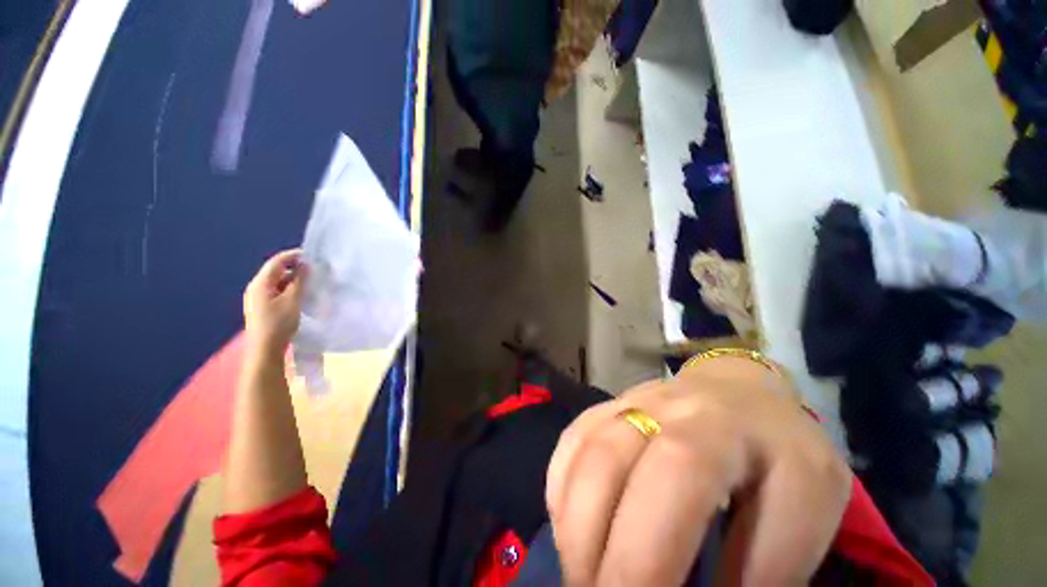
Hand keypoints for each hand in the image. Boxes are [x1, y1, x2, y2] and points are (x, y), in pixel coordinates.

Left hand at [243, 249, 306, 356]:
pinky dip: (289, 289)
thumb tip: (305, 265)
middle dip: (295, 268)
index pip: (277, 262)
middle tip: (315, 270)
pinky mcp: (262, 307)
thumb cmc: (279, 323)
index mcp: (260, 283)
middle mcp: (256, 287)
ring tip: (311, 282)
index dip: (293, 255)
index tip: (312, 255)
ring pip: (277, 282)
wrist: (265, 349)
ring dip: (293, 279)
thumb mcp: (293, 300)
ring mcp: (258, 298)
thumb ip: (299, 281)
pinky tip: (301, 295)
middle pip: (276, 271)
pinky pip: (277, 291)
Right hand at [546, 357, 850, 585]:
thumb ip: (772, 562)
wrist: (734, 387)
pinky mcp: (604, 408)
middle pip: (610, 462)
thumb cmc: (777, 446)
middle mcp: (659, 406)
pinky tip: (572, 530)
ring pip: (583, 452)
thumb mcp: (810, 502)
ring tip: (583, 579)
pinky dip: (561, 491)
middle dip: (598, 547)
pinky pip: (571, 443)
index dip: (651, 556)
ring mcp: (624, 402)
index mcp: (719, 428)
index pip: (678, 478)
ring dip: (574, 525)